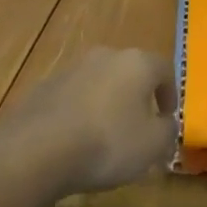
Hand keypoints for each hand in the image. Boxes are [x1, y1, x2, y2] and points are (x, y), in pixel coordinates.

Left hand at [0, 46, 176, 197]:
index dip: (170, 93)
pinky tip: (74, 141)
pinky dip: (78, 113)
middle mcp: (105, 56)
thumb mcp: (152, 145)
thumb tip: (166, 123)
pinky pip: (72, 98)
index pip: (164, 69)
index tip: (167, 117)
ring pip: (98, 83)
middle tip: (138, 126)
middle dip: (136, 96)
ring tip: (103, 137)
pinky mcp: (44, 87)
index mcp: (137, 63)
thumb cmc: (107, 142)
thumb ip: (167, 131)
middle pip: (129, 72)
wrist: (36, 150)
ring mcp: (71, 69)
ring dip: (106, 104)